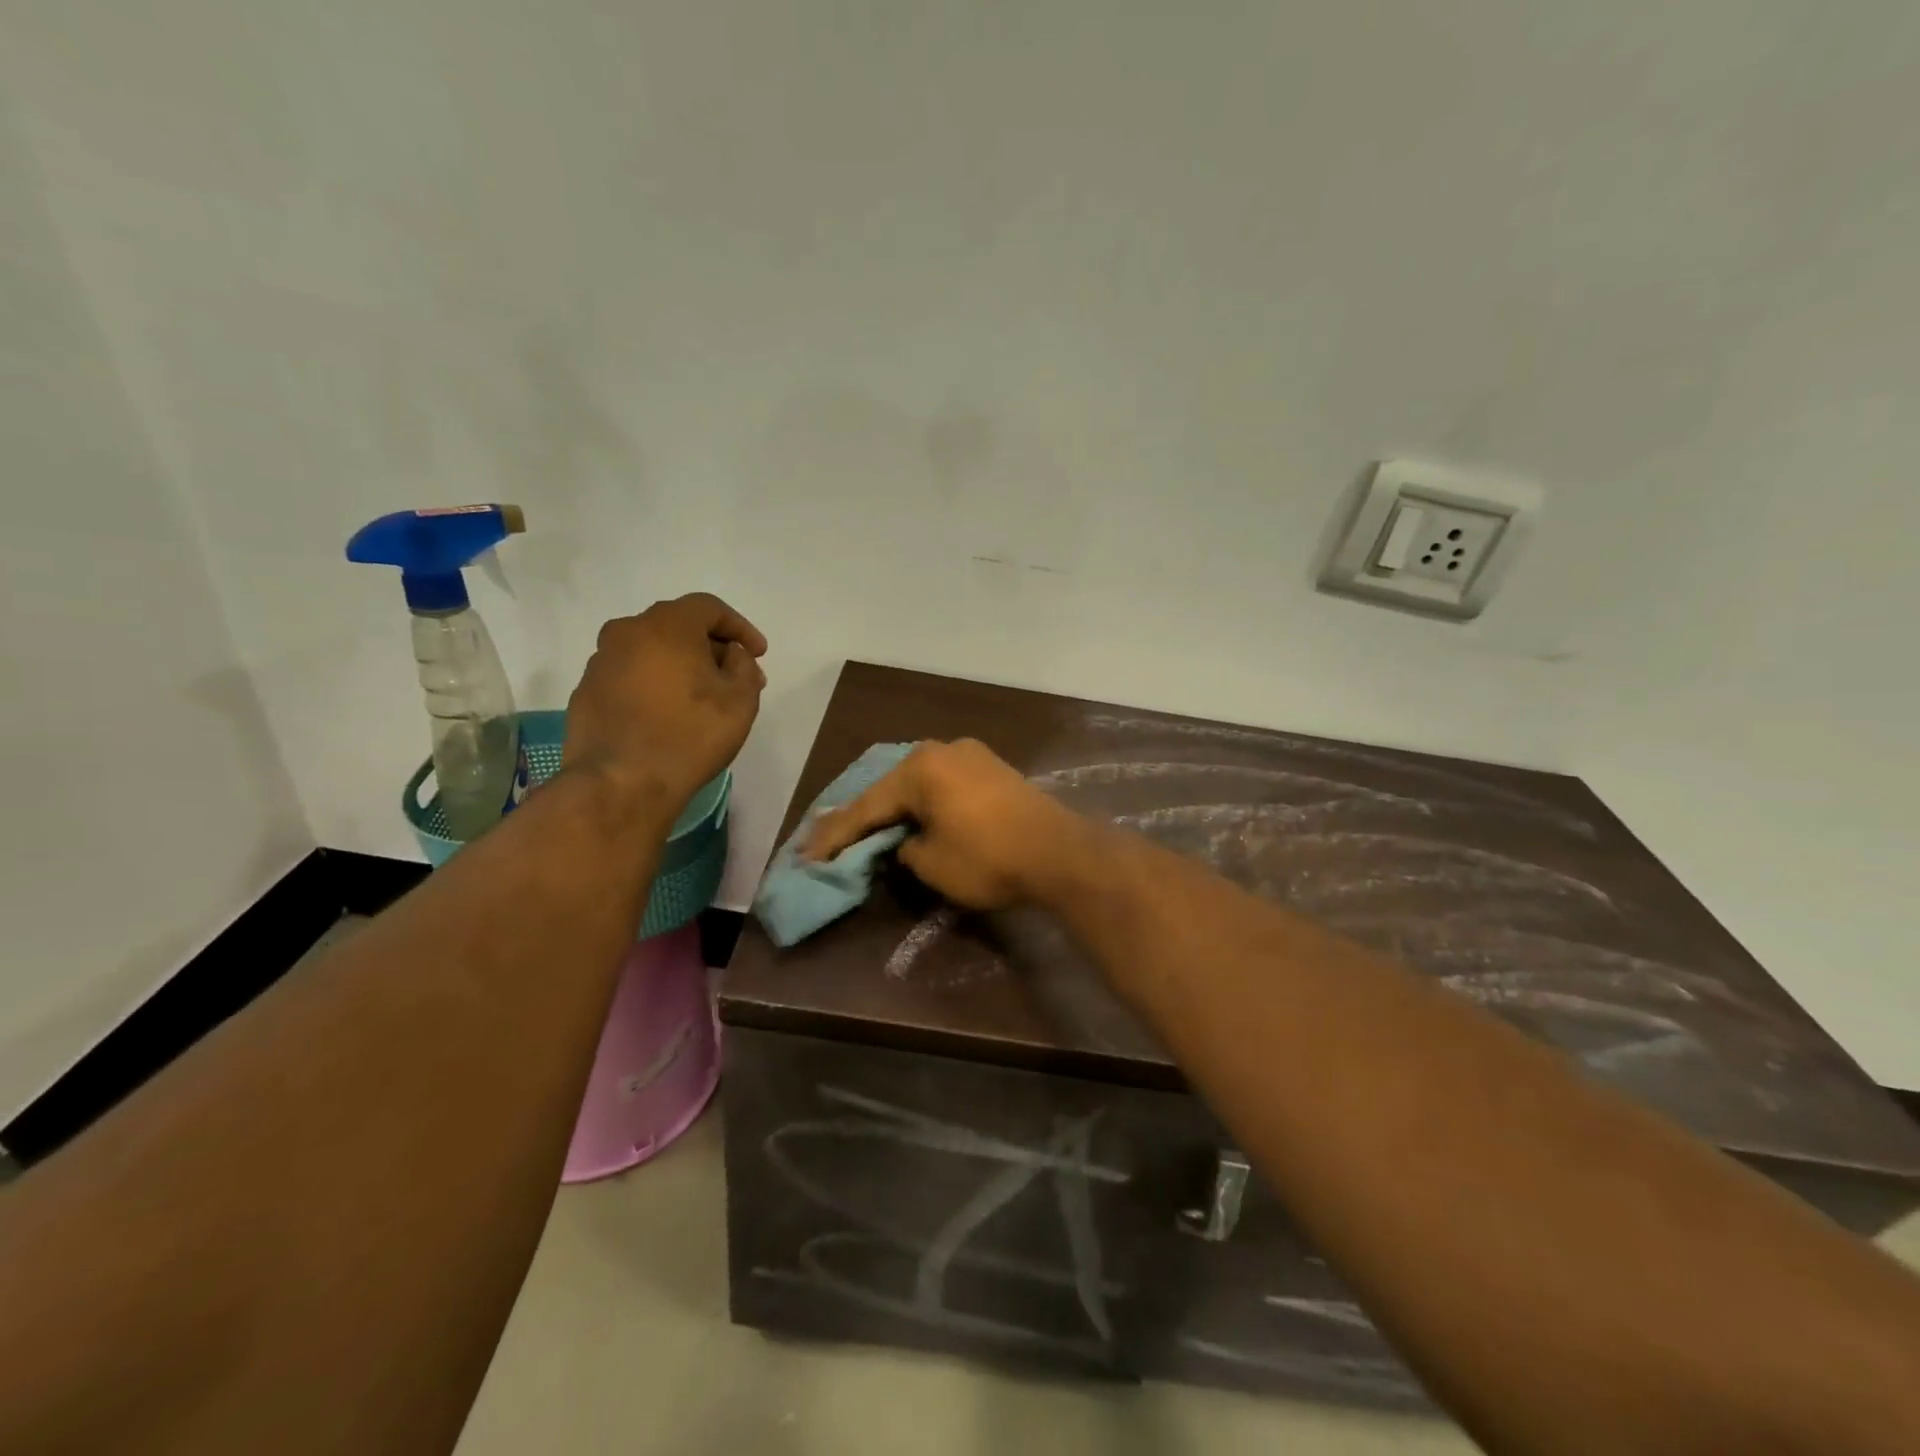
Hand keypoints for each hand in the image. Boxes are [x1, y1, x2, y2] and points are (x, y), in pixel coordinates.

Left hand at [563, 594, 766, 813]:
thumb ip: (744, 666)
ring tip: (701, 698)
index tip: (758, 654)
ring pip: (651, 651)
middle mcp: (627, 632)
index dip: (740, 627)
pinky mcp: (586, 692)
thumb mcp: (740, 700)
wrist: (621, 783)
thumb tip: (730, 655)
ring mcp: (600, 662)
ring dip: (680, 666)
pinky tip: (668, 715)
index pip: (709, 607)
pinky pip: (630, 676)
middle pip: (677, 626)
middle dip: (711, 647)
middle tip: (735, 677)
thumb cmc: (689, 735)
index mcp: (666, 625)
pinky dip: (653, 685)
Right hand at [804, 739, 1086, 910]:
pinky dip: (925, 802)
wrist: (1060, 852)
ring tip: (866, 828)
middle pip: (890, 787)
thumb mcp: (931, 864)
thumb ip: (904, 849)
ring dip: (895, 807)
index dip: (835, 836)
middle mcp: (941, 750)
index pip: (867, 807)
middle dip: (862, 816)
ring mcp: (970, 755)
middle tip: (829, 838)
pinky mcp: (992, 768)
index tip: (806, 856)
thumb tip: (905, 841)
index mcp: (920, 768)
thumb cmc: (988, 858)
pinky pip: (944, 784)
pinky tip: (912, 815)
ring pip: (918, 783)